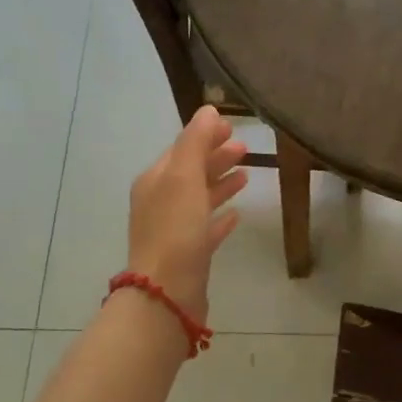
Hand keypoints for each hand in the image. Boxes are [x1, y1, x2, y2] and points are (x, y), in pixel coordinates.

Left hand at [127, 106, 247, 320]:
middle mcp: (160, 202)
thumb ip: (195, 142)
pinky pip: (206, 229)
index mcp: (155, 181)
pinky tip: (237, 215)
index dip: (204, 136)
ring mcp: (174, 230)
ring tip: (246, 175)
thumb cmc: (176, 230)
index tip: (232, 127)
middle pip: (191, 172)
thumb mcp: (184, 178)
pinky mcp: (189, 255)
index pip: (181, 149)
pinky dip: (220, 217)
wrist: (167, 292)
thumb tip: (206, 110)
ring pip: (199, 199)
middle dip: (215, 157)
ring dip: (220, 184)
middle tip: (245, 148)